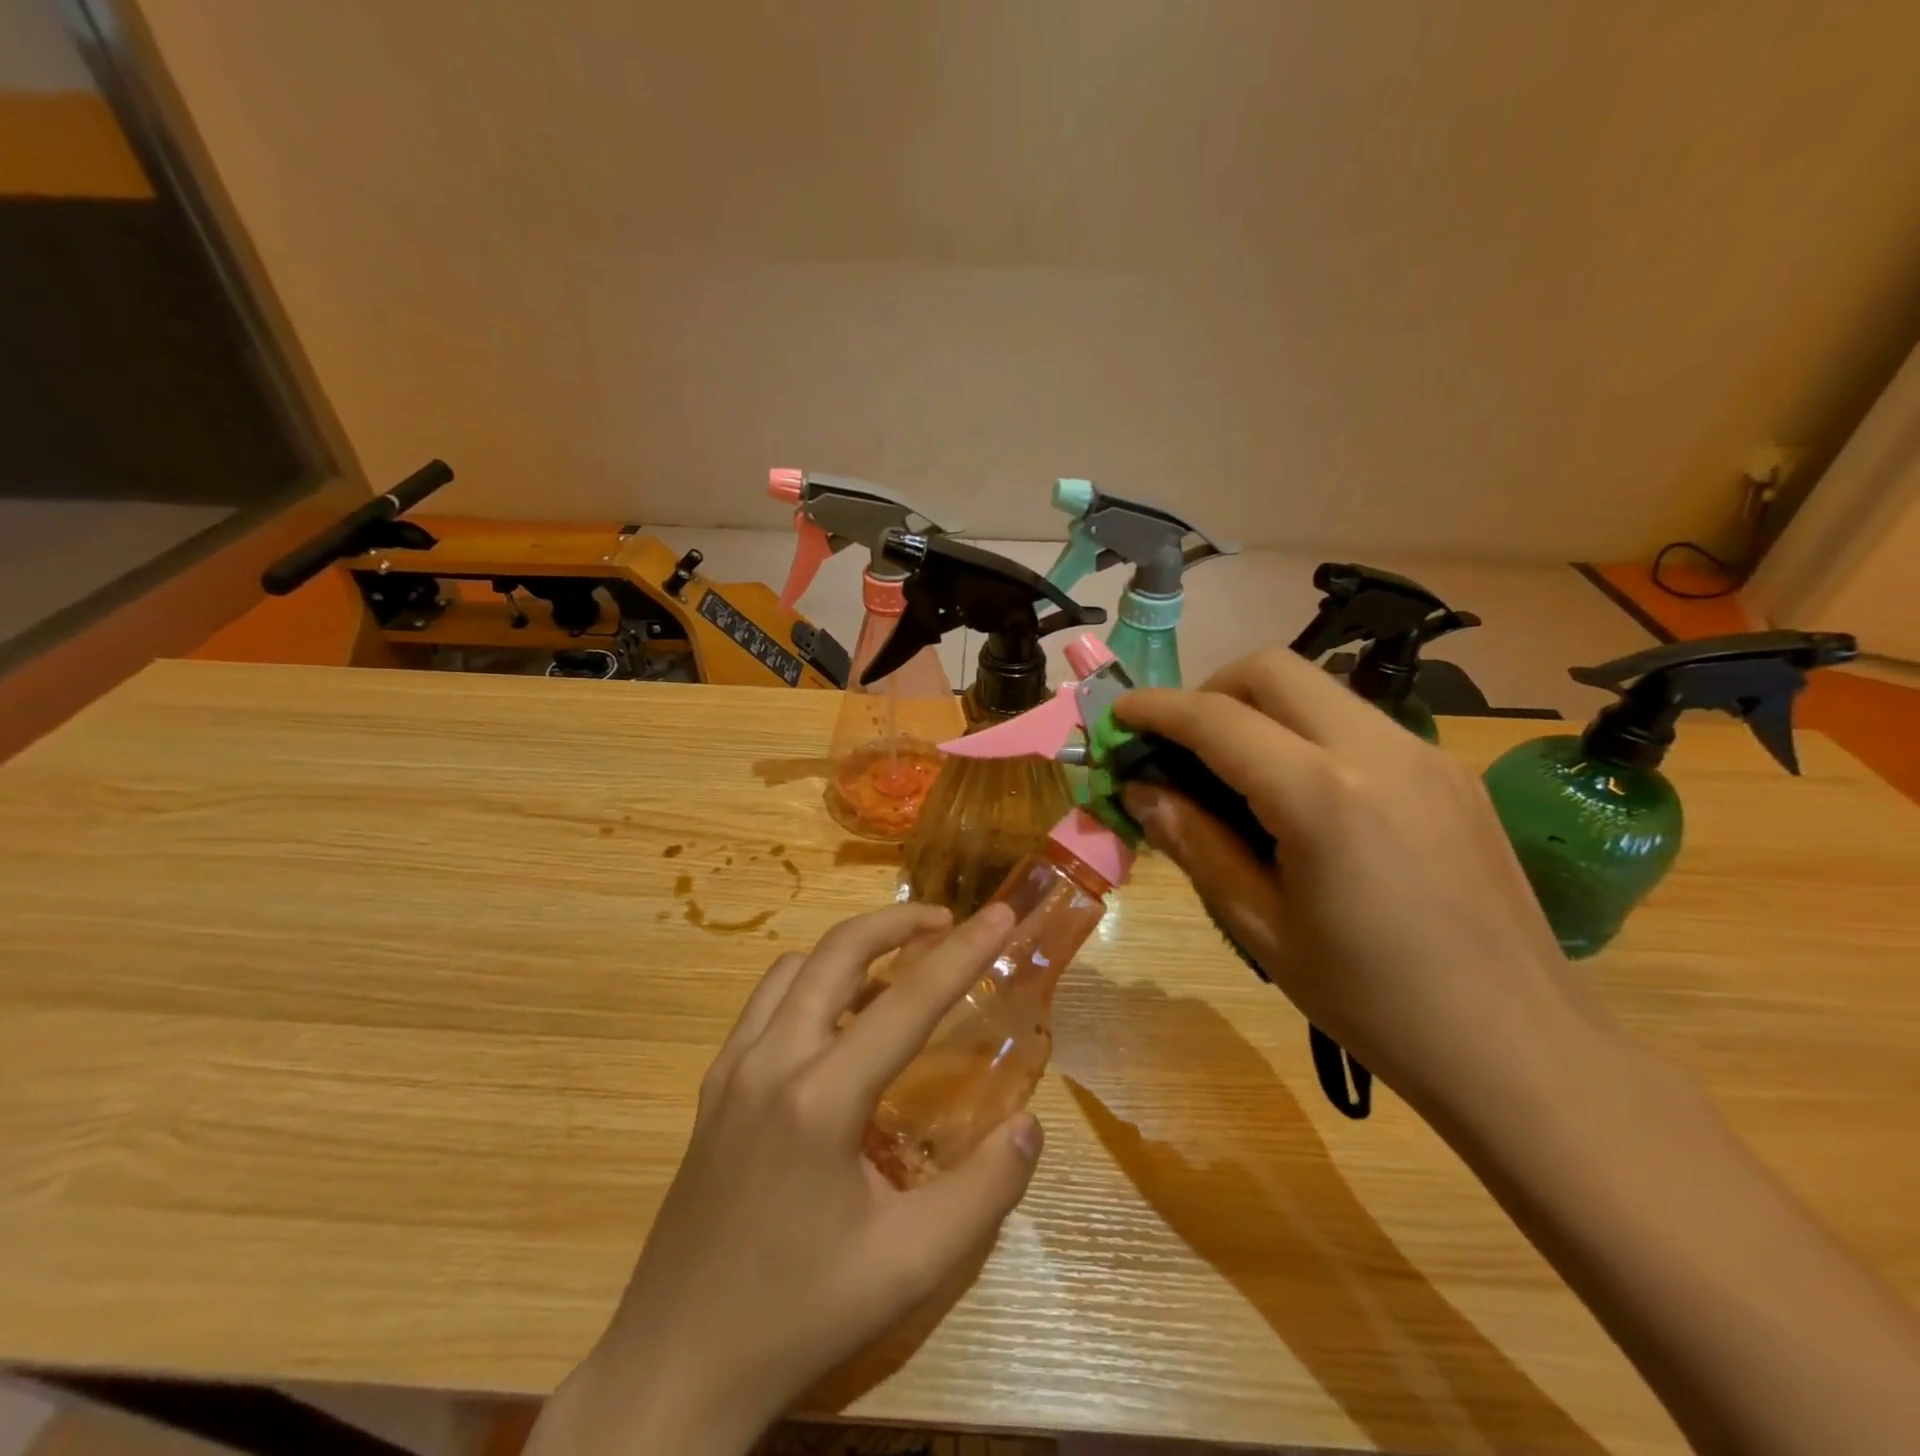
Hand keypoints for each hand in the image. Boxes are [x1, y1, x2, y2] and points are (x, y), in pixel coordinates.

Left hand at [528, 902, 1041, 1455]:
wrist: (675, 1364)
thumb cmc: (800, 1314)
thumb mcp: (910, 1266)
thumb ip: (983, 1191)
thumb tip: (1029, 1125)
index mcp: (820, 1099)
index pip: (908, 1001)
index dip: (963, 952)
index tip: (999, 913)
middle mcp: (771, 1060)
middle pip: (839, 951)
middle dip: (897, 921)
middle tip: (946, 921)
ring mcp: (732, 1067)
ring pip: (797, 968)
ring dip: (851, 950)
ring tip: (897, 970)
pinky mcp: (713, 1085)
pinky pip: (767, 1002)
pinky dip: (811, 983)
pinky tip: (837, 1024)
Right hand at [1117, 647, 1583, 1114]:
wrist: (1521, 1048)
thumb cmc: (1372, 1002)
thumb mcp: (1260, 926)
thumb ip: (1194, 842)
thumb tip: (1140, 790)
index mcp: (1322, 796)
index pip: (1217, 718)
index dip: (1157, 708)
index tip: (1119, 715)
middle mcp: (1378, 750)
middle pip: (1272, 669)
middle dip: (1210, 690)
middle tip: (1182, 745)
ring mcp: (1425, 754)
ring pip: (1319, 688)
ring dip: (1260, 708)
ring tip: (1237, 772)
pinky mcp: (1451, 771)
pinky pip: (1358, 722)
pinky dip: (1307, 732)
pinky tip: (1303, 796)